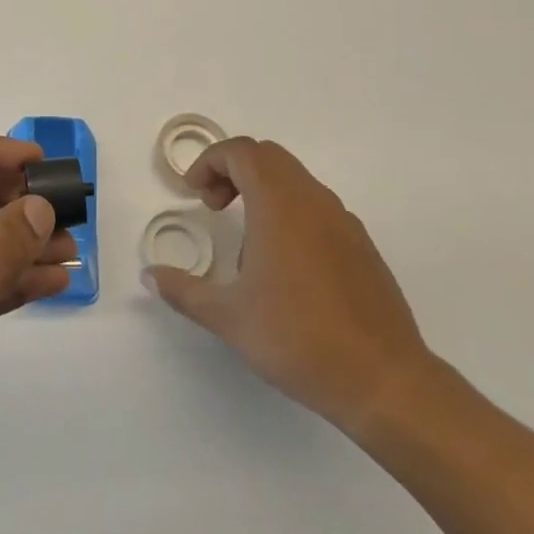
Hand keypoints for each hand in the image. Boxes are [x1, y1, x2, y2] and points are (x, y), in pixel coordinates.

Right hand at [143, 137, 434, 435]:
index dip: (210, 162)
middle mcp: (314, 201)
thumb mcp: (228, 317)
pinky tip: (286, 267)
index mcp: (280, 205)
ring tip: (247, 244)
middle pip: (269, 157)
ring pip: (296, 179)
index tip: (194, 193)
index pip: (242, 152)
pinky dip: (290, 212)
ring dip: (262, 191)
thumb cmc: (299, 339)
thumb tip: (149, 276)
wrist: (384, 381)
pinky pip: (318, 207)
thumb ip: (184, 291)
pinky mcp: (362, 246)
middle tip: (214, 207)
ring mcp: (344, 222)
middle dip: (233, 170)